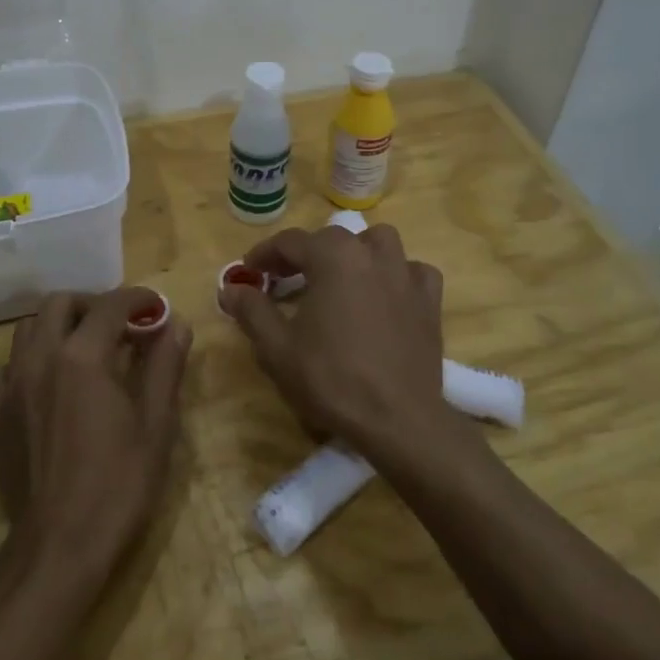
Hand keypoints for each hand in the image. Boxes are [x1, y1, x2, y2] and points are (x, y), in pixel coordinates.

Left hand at [0, 289, 191, 585]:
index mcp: (82, 356)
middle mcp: (41, 358)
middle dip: (94, 304)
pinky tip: (51, 382)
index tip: (157, 308)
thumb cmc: (117, 485)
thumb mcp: (155, 425)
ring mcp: (13, 384)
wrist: (58, 546)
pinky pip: (10, 365)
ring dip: (59, 325)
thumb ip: (164, 366)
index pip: (111, 305)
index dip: (138, 299)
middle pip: (61, 304)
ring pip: (29, 328)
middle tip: (121, 326)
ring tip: (85, 347)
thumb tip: (177, 324)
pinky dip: (32, 358)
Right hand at [221, 224, 445, 457]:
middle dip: (304, 254)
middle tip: (285, 280)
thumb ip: (251, 310)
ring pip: (378, 243)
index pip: (290, 242)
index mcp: (333, 257)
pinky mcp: (429, 301)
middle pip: (331, 239)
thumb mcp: (277, 348)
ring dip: (355, 253)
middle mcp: (371, 254)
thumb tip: (230, 288)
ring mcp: (405, 274)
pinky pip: (412, 271)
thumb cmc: (332, 379)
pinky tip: (386, 295)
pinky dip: (396, 275)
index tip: (249, 272)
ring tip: (340, 278)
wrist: (398, 420)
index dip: (264, 255)